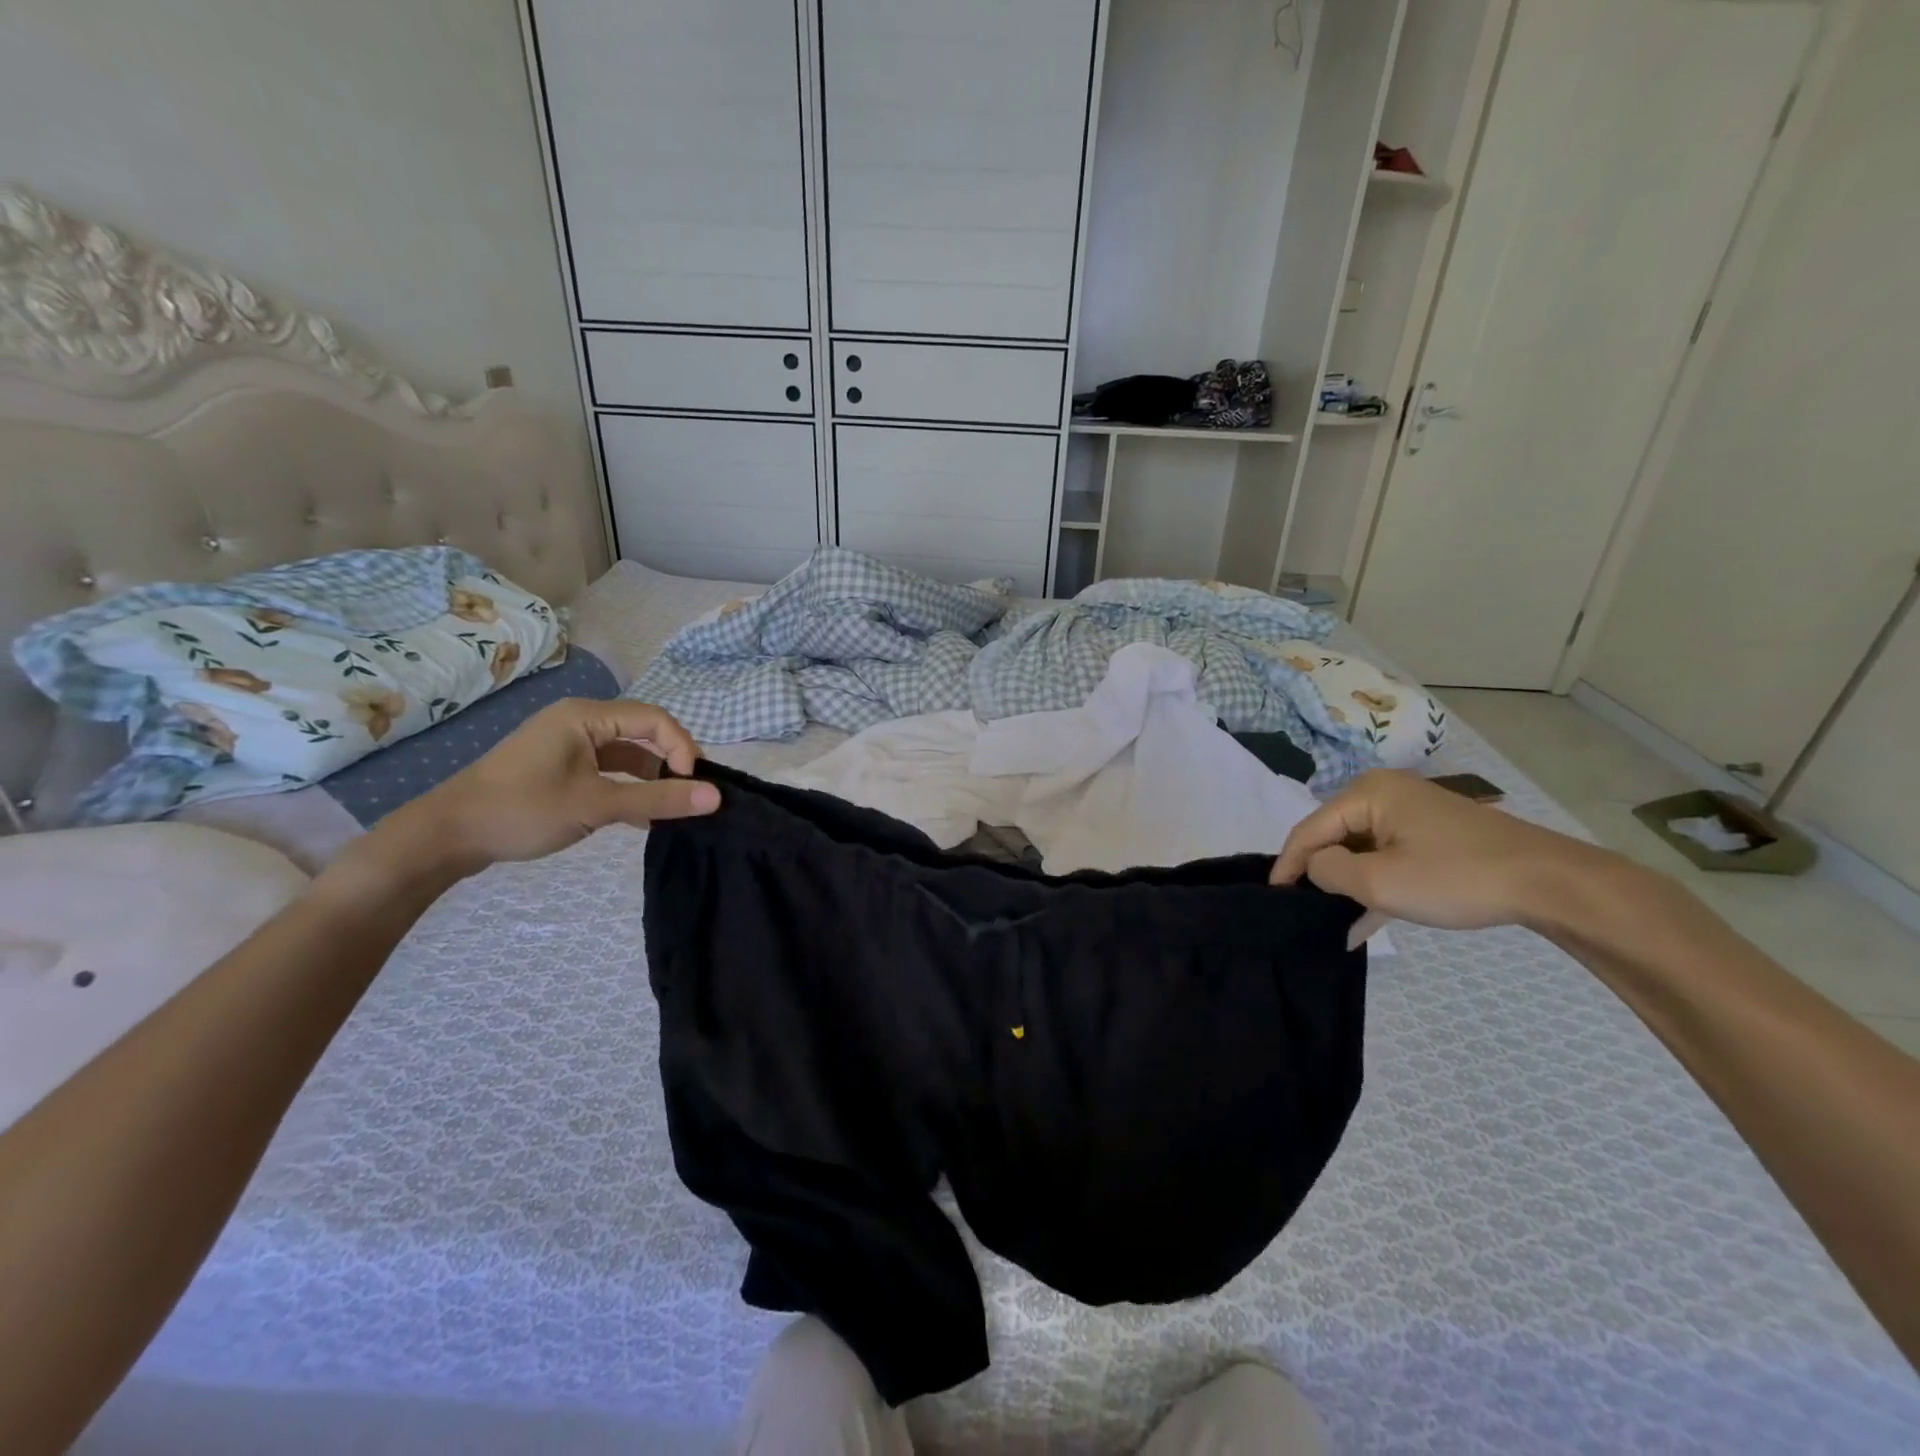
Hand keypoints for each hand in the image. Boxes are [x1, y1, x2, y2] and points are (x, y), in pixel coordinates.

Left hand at [374, 698, 719, 877]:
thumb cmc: (522, 810)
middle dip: (671, 762)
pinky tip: (642, 817)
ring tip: (672, 807)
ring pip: (626, 754)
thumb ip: (658, 800)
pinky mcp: (559, 767)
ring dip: (651, 778)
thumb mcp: (596, 805)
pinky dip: (628, 788)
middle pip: (642, 733)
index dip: (682, 748)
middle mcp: (579, 721)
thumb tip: (716, 798)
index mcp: (586, 716)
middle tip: (691, 794)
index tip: (692, 785)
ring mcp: (567, 745)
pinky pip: (607, 770)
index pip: (654, 719)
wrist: (446, 836)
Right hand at [1270, 769, 1609, 930]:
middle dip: (1319, 874)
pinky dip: (1375, 882)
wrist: (1551, 883)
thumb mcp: (1380, 881)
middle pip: (1333, 836)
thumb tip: (1314, 868)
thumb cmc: (1457, 877)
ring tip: (1331, 921)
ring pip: (1360, 849)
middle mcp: (1384, 793)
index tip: (1273, 898)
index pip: (1309, 829)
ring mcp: (1411, 812)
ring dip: (1348, 884)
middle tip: (1303, 911)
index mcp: (1367, 793)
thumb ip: (1328, 871)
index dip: (1288, 865)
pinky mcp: (1432, 832)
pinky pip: (1387, 855)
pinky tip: (1365, 919)